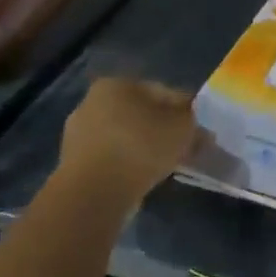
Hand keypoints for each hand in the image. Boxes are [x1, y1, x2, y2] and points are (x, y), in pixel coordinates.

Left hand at [58, 78, 195, 205]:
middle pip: (142, 114)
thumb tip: (197, 127)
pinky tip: (146, 176)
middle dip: (165, 129)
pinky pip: (113, 157)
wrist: (94, 192)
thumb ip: (193, 121)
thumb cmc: (141, 146)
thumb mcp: (182, 127)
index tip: (201, 130)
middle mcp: (93, 101)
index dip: (186, 111)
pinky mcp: (74, 162)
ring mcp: (79, 133)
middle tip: (187, 148)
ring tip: (169, 165)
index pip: (163, 92)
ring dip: (147, 147)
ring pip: (127, 136)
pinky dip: (130, 163)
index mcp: (117, 84)